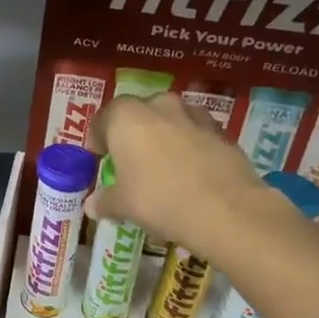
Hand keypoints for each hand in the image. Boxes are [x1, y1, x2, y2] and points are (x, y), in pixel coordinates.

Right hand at [86, 92, 270, 258]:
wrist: (226, 210)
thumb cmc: (159, 200)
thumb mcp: (123, 205)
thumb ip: (105, 201)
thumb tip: (92, 206)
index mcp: (127, 118)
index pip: (104, 117)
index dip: (98, 136)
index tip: (99, 155)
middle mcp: (160, 107)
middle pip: (140, 111)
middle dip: (134, 130)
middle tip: (131, 157)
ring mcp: (195, 117)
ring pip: (173, 118)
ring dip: (165, 133)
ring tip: (164, 162)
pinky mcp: (222, 133)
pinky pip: (198, 134)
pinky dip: (192, 146)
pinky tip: (192, 171)